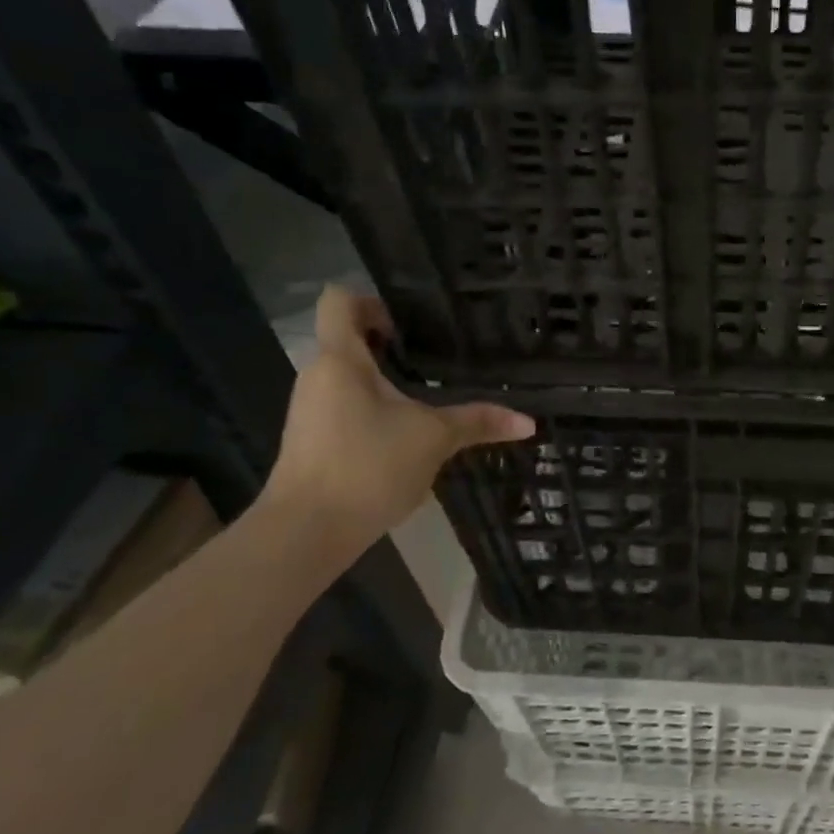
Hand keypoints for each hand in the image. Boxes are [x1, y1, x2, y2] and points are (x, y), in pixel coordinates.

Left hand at [258, 287, 533, 562]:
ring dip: (382, 382)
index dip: (373, 301)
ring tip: (425, 397)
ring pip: (347, 378)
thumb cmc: (367, 466)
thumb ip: (478, 422)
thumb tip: (527, 422)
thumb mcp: (433, 439)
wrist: (306, 532)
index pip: (340, 301)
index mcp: (340, 359)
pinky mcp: (310, 441)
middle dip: (389, 347)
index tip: (411, 326)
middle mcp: (317, 376)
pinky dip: (371, 411)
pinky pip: (343, 408)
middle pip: (347, 340)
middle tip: (434, 359)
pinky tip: (403, 435)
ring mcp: (309, 411)